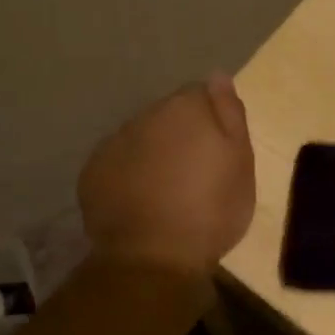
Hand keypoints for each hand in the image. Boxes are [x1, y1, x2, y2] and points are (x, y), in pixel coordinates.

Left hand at [80, 75, 255, 278]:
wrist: (153, 259)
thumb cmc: (211, 211)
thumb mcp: (241, 163)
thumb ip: (230, 114)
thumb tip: (218, 75)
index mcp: (184, 108)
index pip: (201, 95)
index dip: (213, 120)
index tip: (220, 150)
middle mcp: (144, 116)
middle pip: (168, 116)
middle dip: (180, 135)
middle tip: (195, 174)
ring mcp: (113, 144)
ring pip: (141, 139)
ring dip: (153, 154)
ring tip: (166, 191)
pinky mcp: (92, 173)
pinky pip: (117, 164)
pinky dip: (129, 175)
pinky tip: (140, 202)